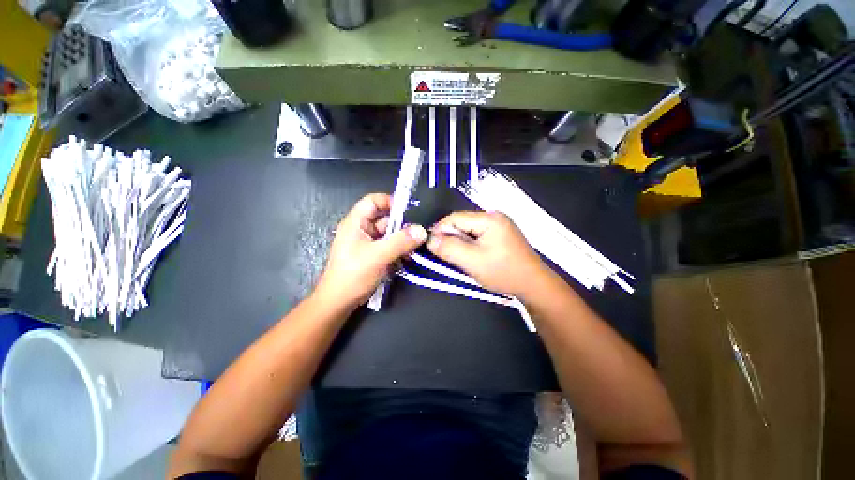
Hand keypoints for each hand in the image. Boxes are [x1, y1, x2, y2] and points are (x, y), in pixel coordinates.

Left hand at [316, 193, 427, 308]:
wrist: (339, 302)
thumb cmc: (353, 275)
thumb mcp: (378, 256)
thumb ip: (401, 242)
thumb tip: (422, 230)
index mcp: (356, 222)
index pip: (373, 201)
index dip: (390, 201)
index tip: (409, 211)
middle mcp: (361, 229)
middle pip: (384, 218)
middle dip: (401, 225)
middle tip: (418, 233)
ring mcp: (367, 242)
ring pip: (389, 233)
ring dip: (402, 239)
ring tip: (415, 247)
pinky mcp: (372, 254)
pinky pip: (389, 245)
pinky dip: (398, 249)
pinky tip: (407, 257)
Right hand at [427, 211, 550, 298]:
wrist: (534, 286)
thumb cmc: (503, 272)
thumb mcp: (472, 261)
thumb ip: (449, 248)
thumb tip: (430, 239)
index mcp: (489, 218)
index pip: (455, 217)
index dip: (440, 229)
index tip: (431, 245)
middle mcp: (495, 217)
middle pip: (463, 222)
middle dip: (451, 237)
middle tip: (444, 254)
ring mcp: (500, 225)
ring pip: (469, 230)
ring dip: (460, 242)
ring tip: (458, 257)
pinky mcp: (501, 235)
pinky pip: (478, 235)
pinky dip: (470, 245)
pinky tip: (471, 256)